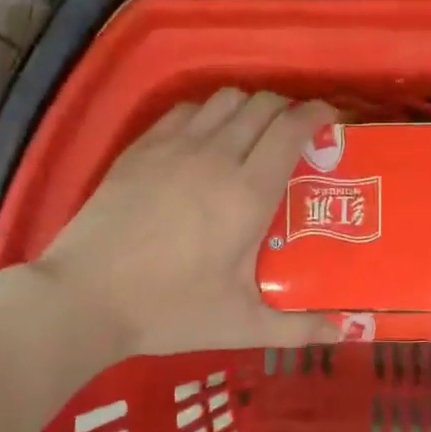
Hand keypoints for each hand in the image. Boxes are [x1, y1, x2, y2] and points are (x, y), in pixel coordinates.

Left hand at [26, 89, 342, 358]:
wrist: (85, 297)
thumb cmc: (170, 311)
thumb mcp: (241, 325)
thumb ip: (298, 328)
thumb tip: (345, 331)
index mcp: (247, 193)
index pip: (292, 129)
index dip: (319, 115)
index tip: (332, 121)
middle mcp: (216, 156)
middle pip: (263, 105)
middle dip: (289, 109)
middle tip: (297, 134)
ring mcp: (174, 147)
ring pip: (224, 99)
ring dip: (249, 107)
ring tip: (254, 132)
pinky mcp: (141, 148)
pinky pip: (186, 109)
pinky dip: (207, 112)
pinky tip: (206, 136)